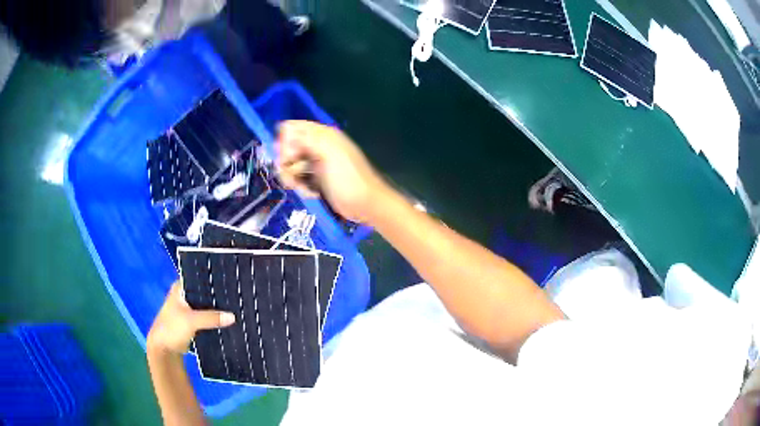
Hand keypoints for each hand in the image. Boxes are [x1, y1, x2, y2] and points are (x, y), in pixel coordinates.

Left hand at [147, 281, 235, 354]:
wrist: (164, 349)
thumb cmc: (172, 328)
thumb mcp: (191, 321)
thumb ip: (211, 318)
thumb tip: (233, 317)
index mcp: (180, 287)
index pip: (199, 277)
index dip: (213, 279)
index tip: (230, 280)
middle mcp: (184, 294)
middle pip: (204, 292)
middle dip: (217, 295)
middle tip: (236, 294)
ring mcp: (188, 308)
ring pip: (206, 305)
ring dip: (217, 308)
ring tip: (236, 305)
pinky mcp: (192, 321)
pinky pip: (207, 316)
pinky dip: (214, 318)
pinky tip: (228, 318)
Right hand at [276, 120, 389, 222]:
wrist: (366, 204)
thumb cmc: (348, 178)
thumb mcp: (328, 153)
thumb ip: (307, 139)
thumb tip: (285, 129)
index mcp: (324, 135)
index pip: (294, 128)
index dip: (284, 141)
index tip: (284, 158)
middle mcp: (319, 146)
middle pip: (289, 148)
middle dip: (286, 163)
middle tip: (291, 178)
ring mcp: (318, 163)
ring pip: (292, 165)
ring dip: (293, 178)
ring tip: (302, 188)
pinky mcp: (318, 179)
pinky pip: (300, 178)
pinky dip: (301, 186)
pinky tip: (310, 194)